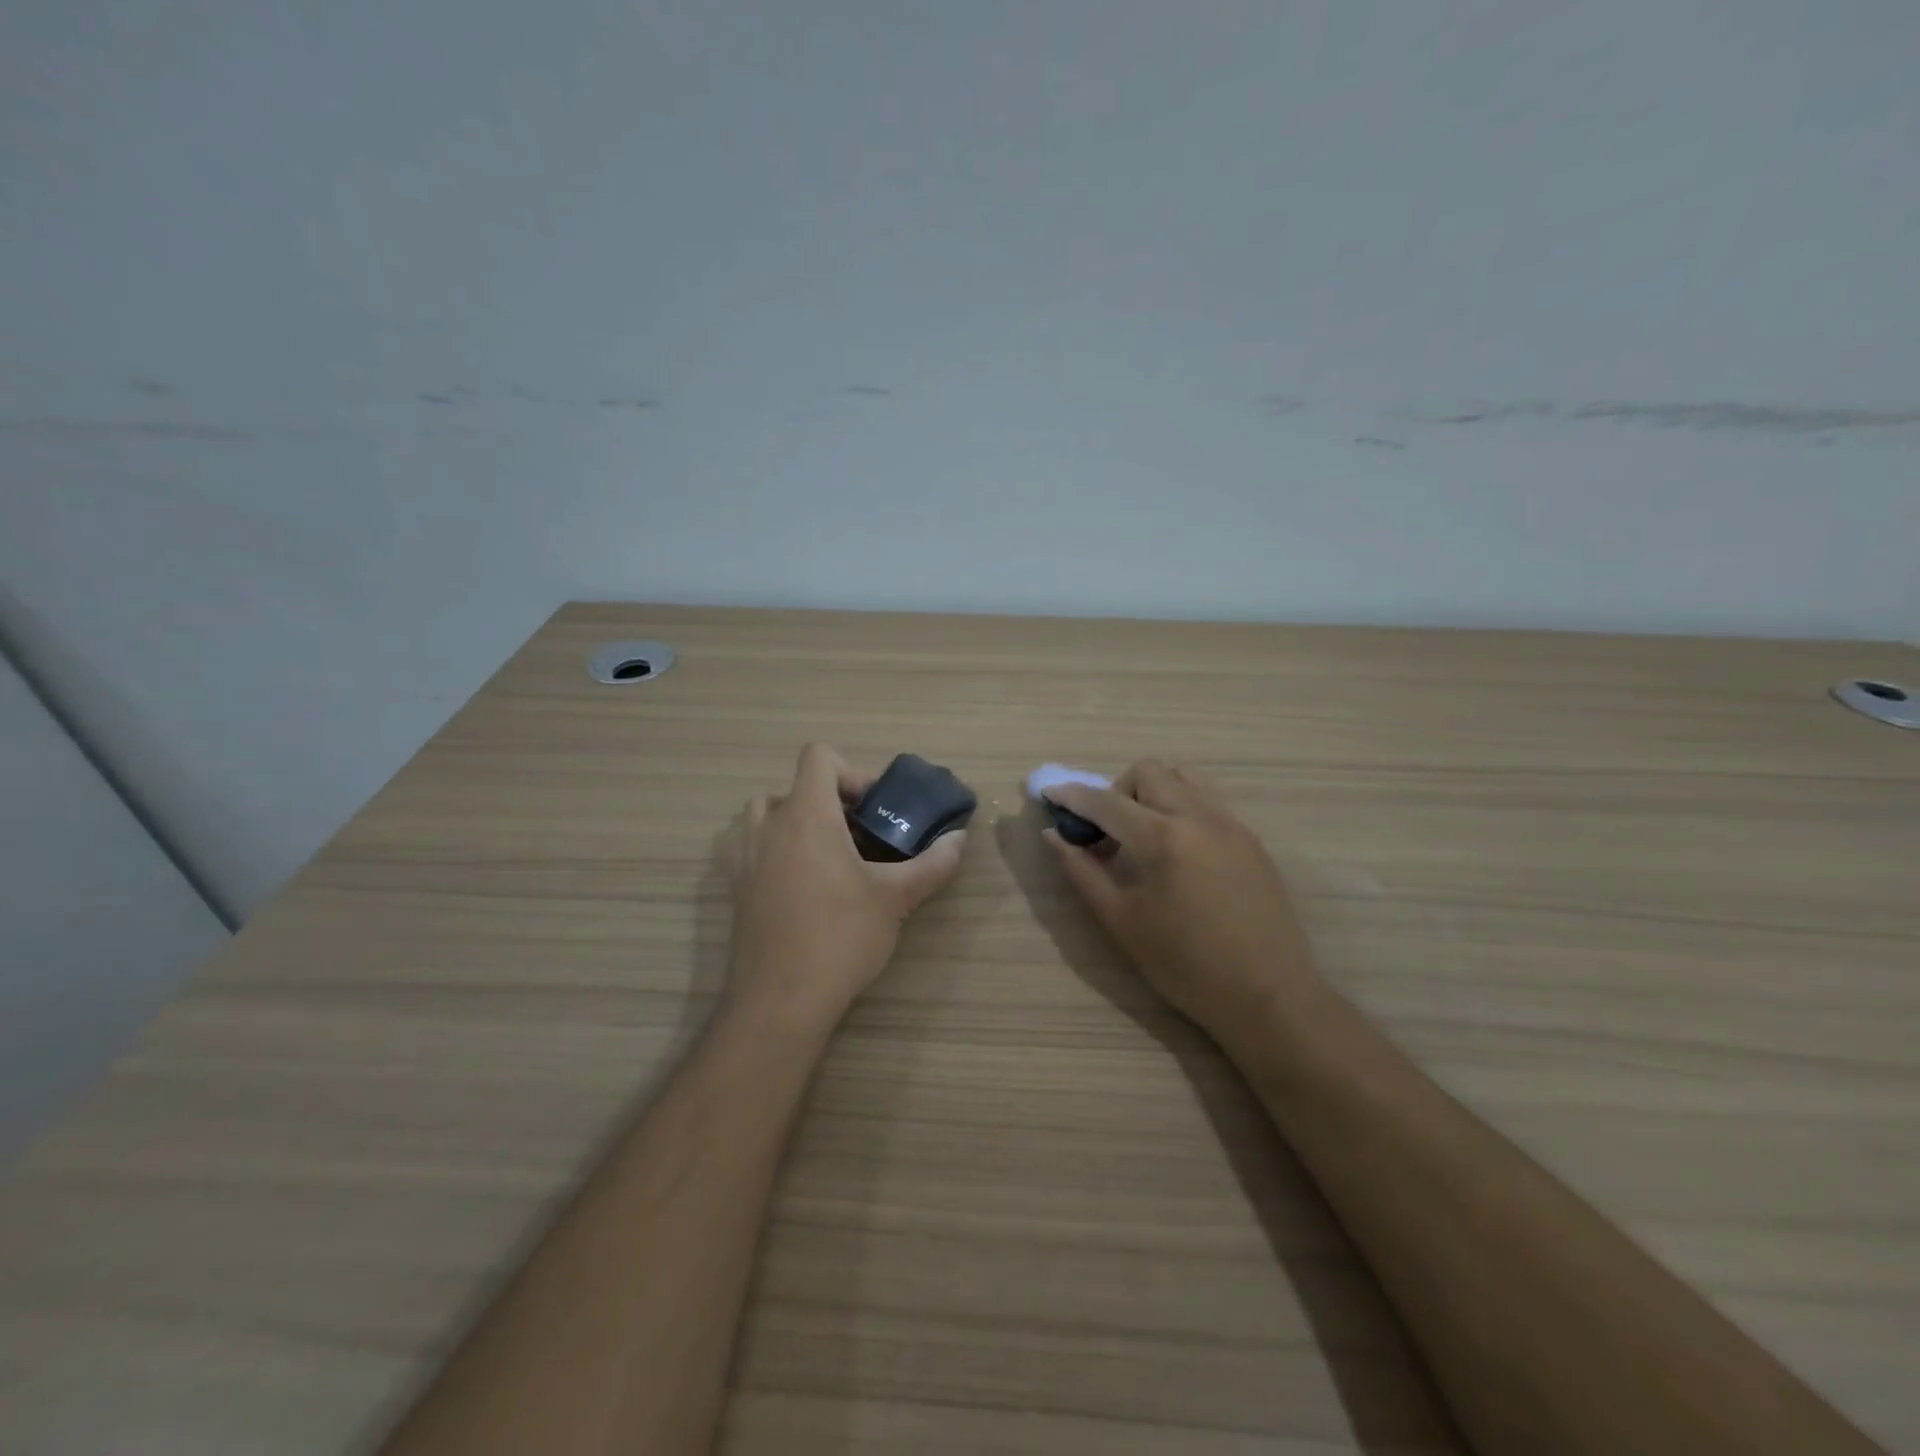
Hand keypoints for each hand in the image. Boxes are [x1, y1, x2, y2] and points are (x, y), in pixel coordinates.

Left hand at [723, 743, 966, 1032]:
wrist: (780, 1000)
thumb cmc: (840, 937)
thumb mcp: (895, 899)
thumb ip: (932, 863)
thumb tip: (960, 840)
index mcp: (807, 816)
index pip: (818, 757)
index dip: (850, 772)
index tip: (871, 810)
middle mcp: (769, 827)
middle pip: (794, 787)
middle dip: (827, 803)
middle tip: (857, 837)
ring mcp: (744, 857)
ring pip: (765, 815)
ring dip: (795, 822)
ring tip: (827, 858)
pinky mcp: (734, 888)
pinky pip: (749, 848)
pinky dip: (773, 850)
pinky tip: (799, 887)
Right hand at [1042, 760, 1318, 1035]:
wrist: (1269, 996)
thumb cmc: (1186, 966)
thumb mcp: (1123, 922)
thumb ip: (1083, 872)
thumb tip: (1054, 836)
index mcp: (1163, 838)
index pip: (1106, 801)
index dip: (1072, 796)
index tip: (1050, 794)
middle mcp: (1199, 816)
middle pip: (1148, 772)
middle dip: (1116, 791)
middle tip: (1106, 833)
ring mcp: (1231, 823)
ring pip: (1183, 776)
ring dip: (1152, 791)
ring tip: (1143, 835)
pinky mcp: (1251, 838)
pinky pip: (1208, 799)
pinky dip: (1181, 806)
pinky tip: (1177, 851)